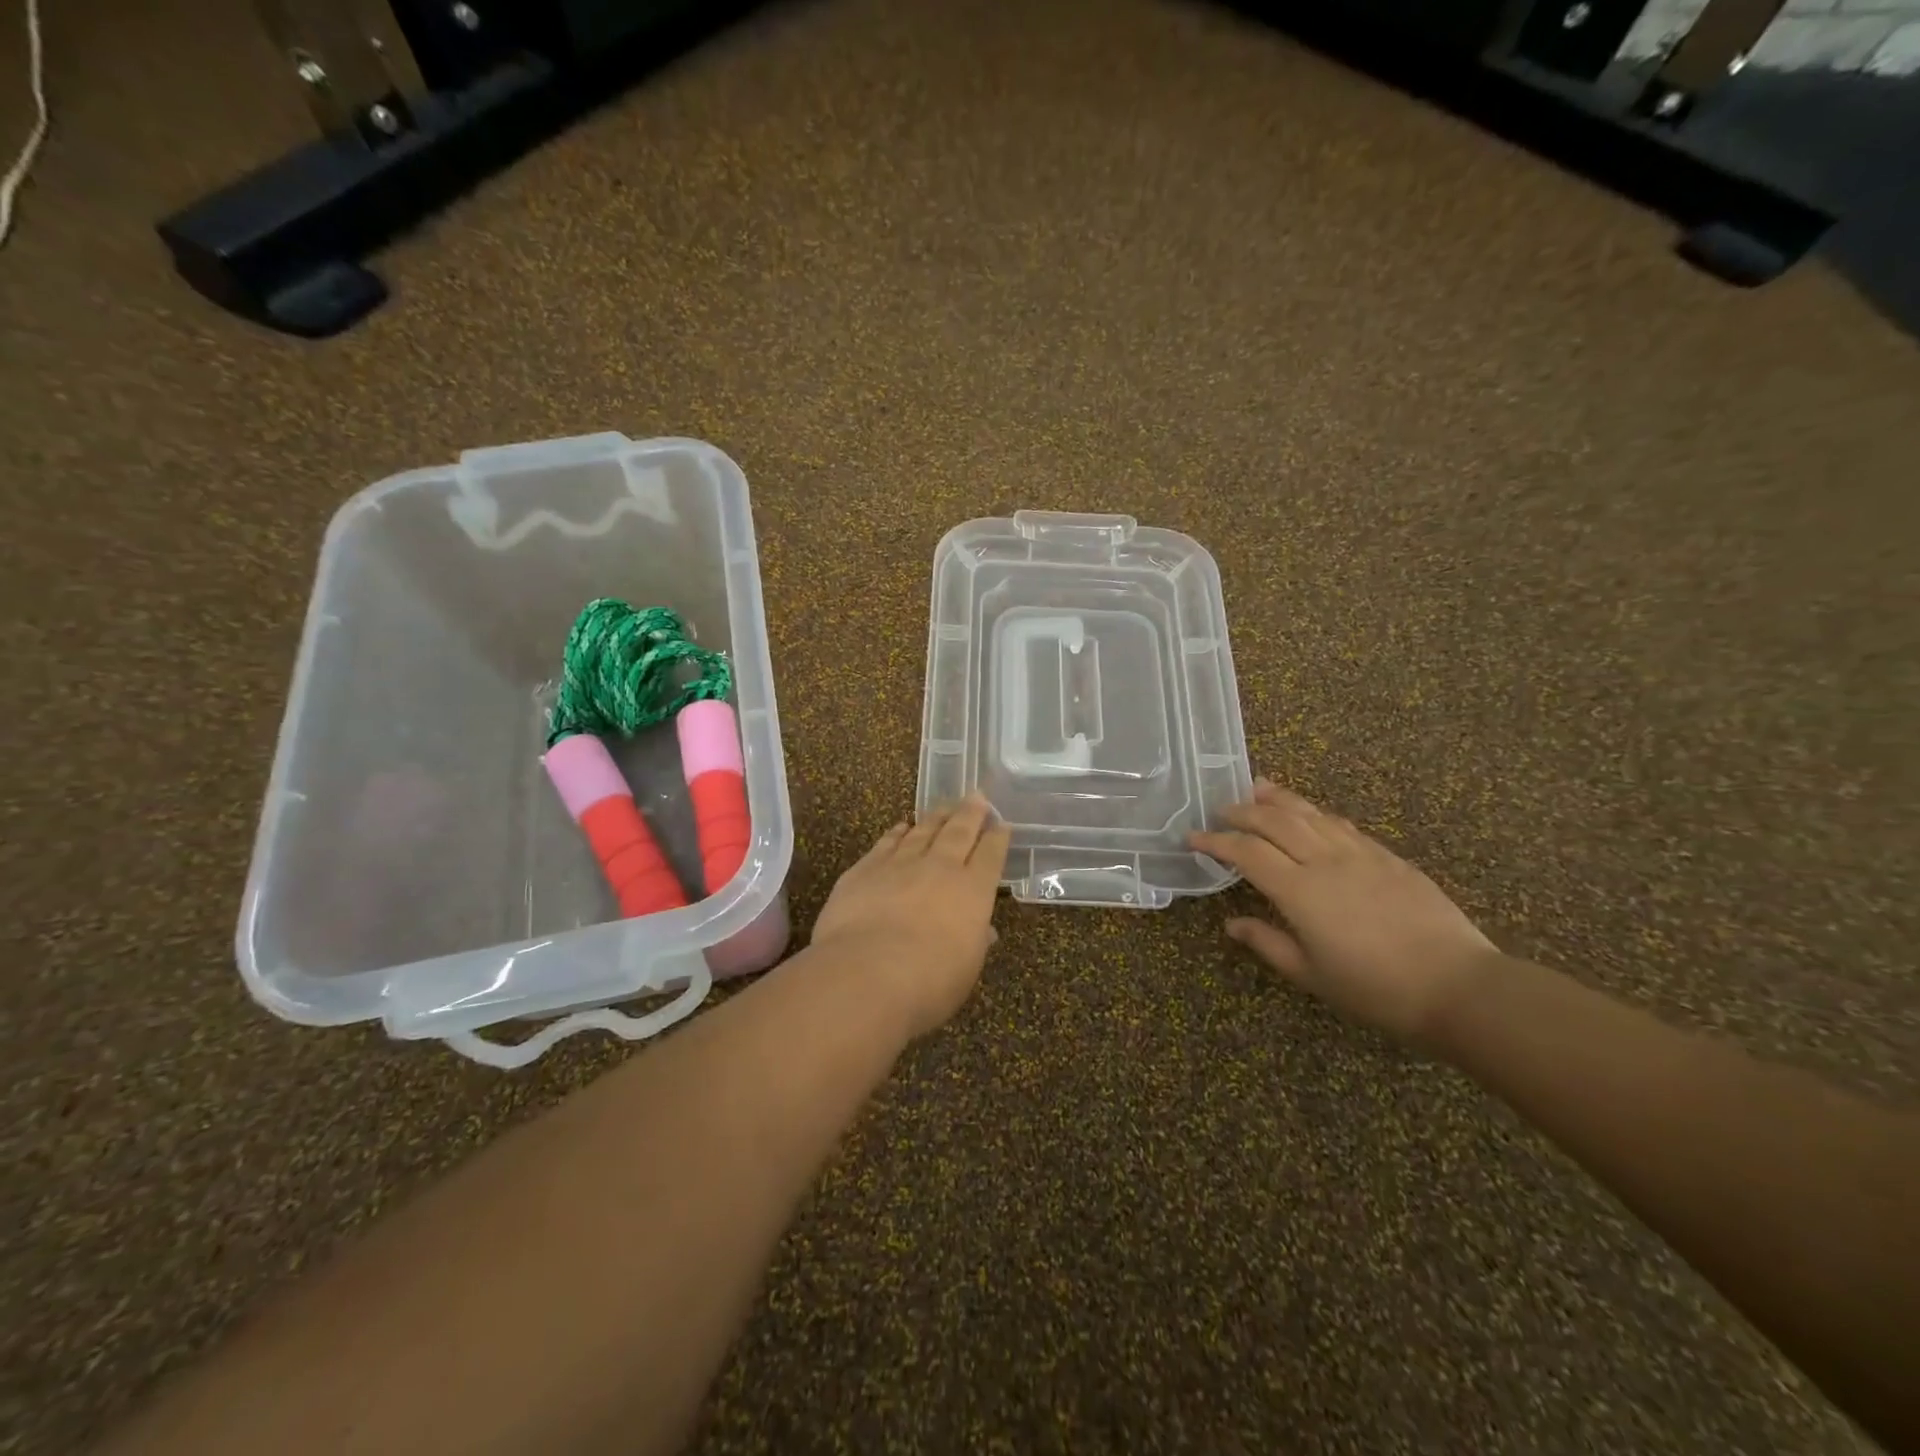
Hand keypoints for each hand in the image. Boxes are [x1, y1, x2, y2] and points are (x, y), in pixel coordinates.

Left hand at [810, 794, 1011, 1038]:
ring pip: (923, 831)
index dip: (998, 838)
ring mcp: (900, 864)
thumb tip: (983, 931)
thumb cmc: (928, 982)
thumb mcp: (965, 970)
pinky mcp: (865, 868)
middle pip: (959, 832)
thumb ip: (974, 943)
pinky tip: (902, 825)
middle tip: (977, 796)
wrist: (867, 973)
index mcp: (973, 892)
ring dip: (937, 816)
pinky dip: (898, 831)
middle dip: (971, 813)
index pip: (990, 856)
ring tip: (945, 805)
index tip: (1002, 823)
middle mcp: (940, 868)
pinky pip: (887, 842)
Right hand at [1191, 780, 1500, 1045]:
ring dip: (1278, 799)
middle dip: (1242, 811)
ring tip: (1257, 788)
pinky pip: (1342, 824)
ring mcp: (1360, 854)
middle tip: (1220, 809)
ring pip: (1310, 813)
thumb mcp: (1311, 975)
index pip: (1246, 852)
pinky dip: (1316, 813)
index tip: (1193, 838)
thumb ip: (1267, 943)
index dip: (1216, 841)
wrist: (1458, 986)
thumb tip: (1232, 924)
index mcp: (1299, 890)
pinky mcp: (1388, 857)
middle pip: (1275, 821)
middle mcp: (1325, 861)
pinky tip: (1311, 814)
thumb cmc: (1376, 989)